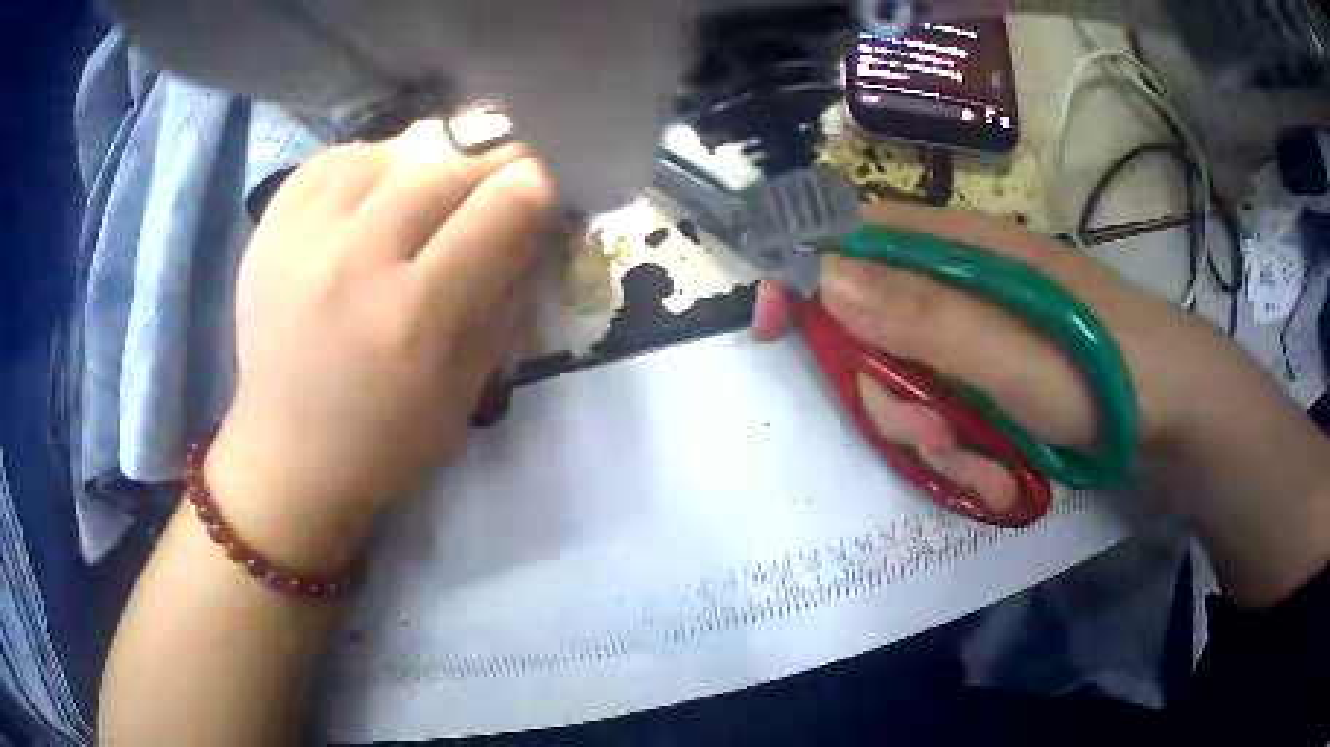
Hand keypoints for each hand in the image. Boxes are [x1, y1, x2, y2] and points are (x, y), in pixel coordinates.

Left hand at [205, 121, 557, 567]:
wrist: (286, 455)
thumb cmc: (387, 439)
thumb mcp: (469, 385)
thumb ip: (506, 293)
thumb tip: (534, 215)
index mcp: (416, 315)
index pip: (507, 202)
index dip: (538, 184)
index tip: (540, 190)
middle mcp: (356, 260)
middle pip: (451, 159)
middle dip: (492, 159)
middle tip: (498, 175)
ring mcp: (303, 236)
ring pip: (393, 145)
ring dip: (430, 156)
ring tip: (433, 182)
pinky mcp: (270, 226)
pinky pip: (337, 157)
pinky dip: (370, 161)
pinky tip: (376, 188)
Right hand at [751, 200, 1232, 510]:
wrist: (1177, 415)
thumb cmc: (1106, 375)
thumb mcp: (1017, 355)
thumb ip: (927, 317)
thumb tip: (826, 274)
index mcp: (965, 251)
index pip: (854, 233)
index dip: (803, 267)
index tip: (769, 322)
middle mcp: (966, 281)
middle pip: (877, 320)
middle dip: (888, 390)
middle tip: (928, 434)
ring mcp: (983, 329)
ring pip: (911, 374)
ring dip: (931, 431)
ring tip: (981, 466)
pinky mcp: (999, 368)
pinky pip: (947, 401)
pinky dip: (959, 442)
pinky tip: (995, 467)